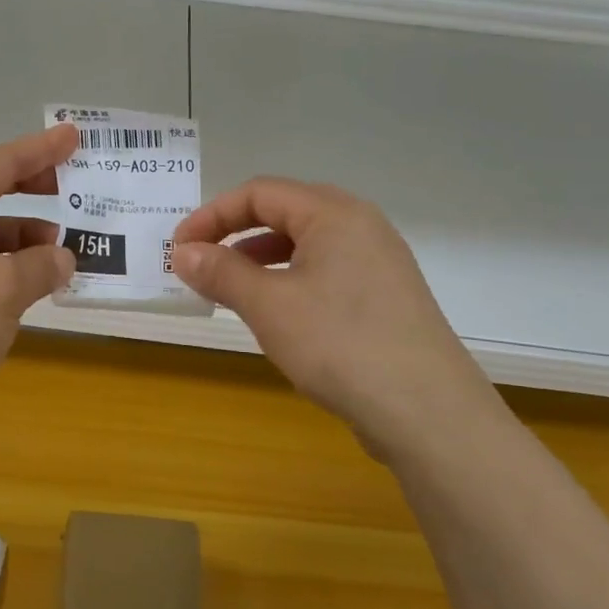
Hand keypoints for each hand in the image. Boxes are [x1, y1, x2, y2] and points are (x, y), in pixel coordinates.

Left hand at [0, 125, 78, 444]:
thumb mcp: (1, 288)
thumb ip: (40, 265)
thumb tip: (62, 257)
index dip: (37, 149)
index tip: (73, 136)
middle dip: (32, 190)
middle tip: (74, 187)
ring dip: (25, 241)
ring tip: (66, 252)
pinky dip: (11, 273)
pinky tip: (37, 289)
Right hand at [172, 178, 499, 452]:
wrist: (429, 414)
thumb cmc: (341, 344)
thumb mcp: (269, 306)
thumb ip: (221, 272)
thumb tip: (182, 252)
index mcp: (334, 213)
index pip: (260, 193)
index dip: (212, 215)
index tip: (179, 248)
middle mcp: (361, 226)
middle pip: (284, 212)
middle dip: (234, 233)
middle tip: (200, 262)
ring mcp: (379, 262)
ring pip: (305, 244)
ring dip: (259, 259)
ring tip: (229, 289)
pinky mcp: (386, 297)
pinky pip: (325, 271)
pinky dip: (289, 280)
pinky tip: (275, 313)